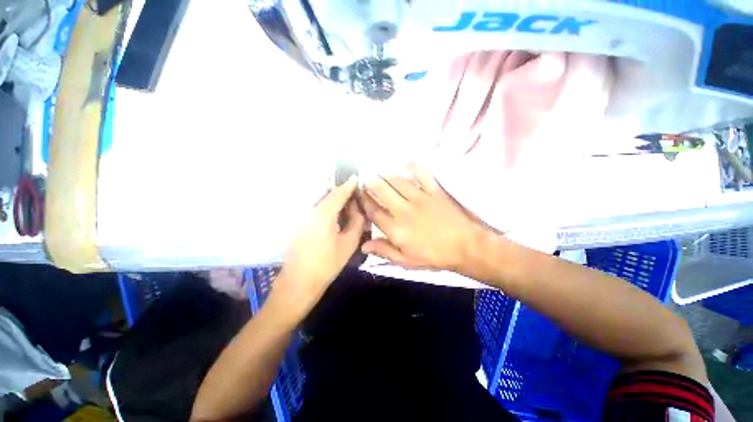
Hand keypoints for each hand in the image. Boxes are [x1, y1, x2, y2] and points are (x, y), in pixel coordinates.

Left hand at [276, 178, 365, 313]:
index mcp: (323, 215)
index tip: (357, 178)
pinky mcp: (298, 224)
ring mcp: (301, 217)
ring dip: (333, 199)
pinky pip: (314, 209)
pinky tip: (335, 217)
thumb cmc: (327, 265)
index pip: (337, 193)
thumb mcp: (348, 244)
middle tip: (354, 197)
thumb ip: (357, 223)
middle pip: (327, 194)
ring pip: (320, 201)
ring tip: (346, 206)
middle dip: (340, 192)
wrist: (299, 282)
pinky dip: (326, 207)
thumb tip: (358, 210)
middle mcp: (309, 211)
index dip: (348, 185)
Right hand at [359, 164, 487, 272]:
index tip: (359, 194)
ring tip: (380, 172)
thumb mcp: (407, 261)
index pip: (373, 211)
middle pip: (381, 190)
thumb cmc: (435, 256)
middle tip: (366, 179)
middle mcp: (404, 210)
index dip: (364, 201)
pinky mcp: (434, 190)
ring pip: (397, 180)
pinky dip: (412, 165)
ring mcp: (420, 198)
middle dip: (370, 183)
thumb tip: (364, 246)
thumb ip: (385, 251)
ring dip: (386, 174)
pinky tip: (404, 163)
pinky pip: (421, 173)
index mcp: (396, 229)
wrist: (466, 247)